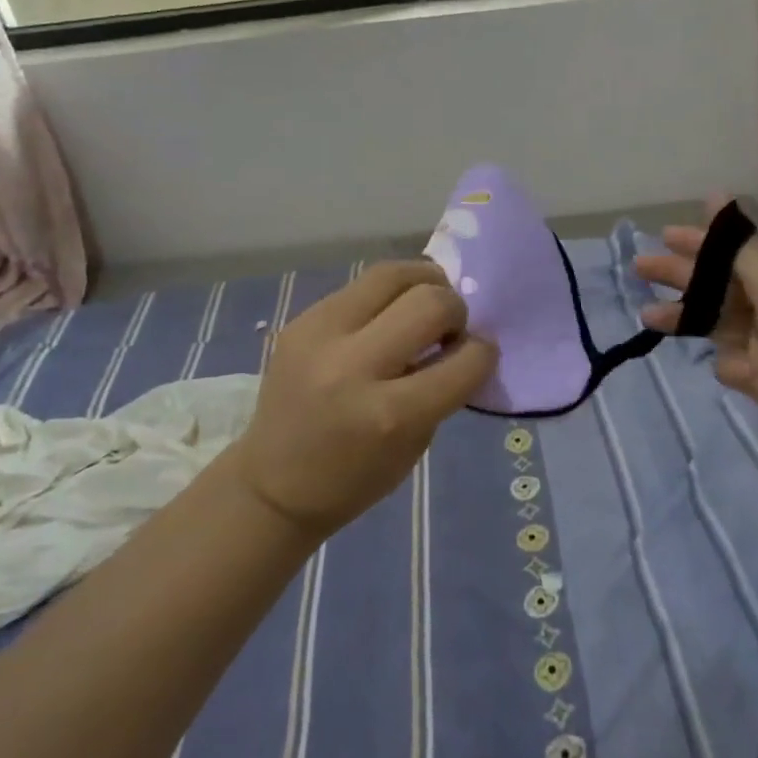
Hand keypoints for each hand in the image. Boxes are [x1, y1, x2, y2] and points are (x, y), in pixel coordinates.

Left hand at [231, 262, 495, 539]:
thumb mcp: (415, 443)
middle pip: (430, 301)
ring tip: (423, 304)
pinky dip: (387, 295)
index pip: (465, 359)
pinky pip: (360, 286)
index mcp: (390, 414)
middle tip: (448, 328)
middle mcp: (353, 366)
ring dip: (423, 284)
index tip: (478, 354)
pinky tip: (387, 313)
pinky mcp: (301, 320)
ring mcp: (320, 335)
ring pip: (392, 274)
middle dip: (455, 310)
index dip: (484, 352)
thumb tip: (460, 338)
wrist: (273, 484)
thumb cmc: (354, 477)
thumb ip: (441, 387)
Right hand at [634, 202, 757, 460]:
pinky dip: (733, 363)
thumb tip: (716, 195)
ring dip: (686, 316)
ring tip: (649, 316)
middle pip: (720, 282)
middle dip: (682, 276)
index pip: (738, 250)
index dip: (702, 243)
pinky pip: (729, 359)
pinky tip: (748, 372)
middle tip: (641, 267)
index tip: (666, 236)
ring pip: (715, 320)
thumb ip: (738, 246)